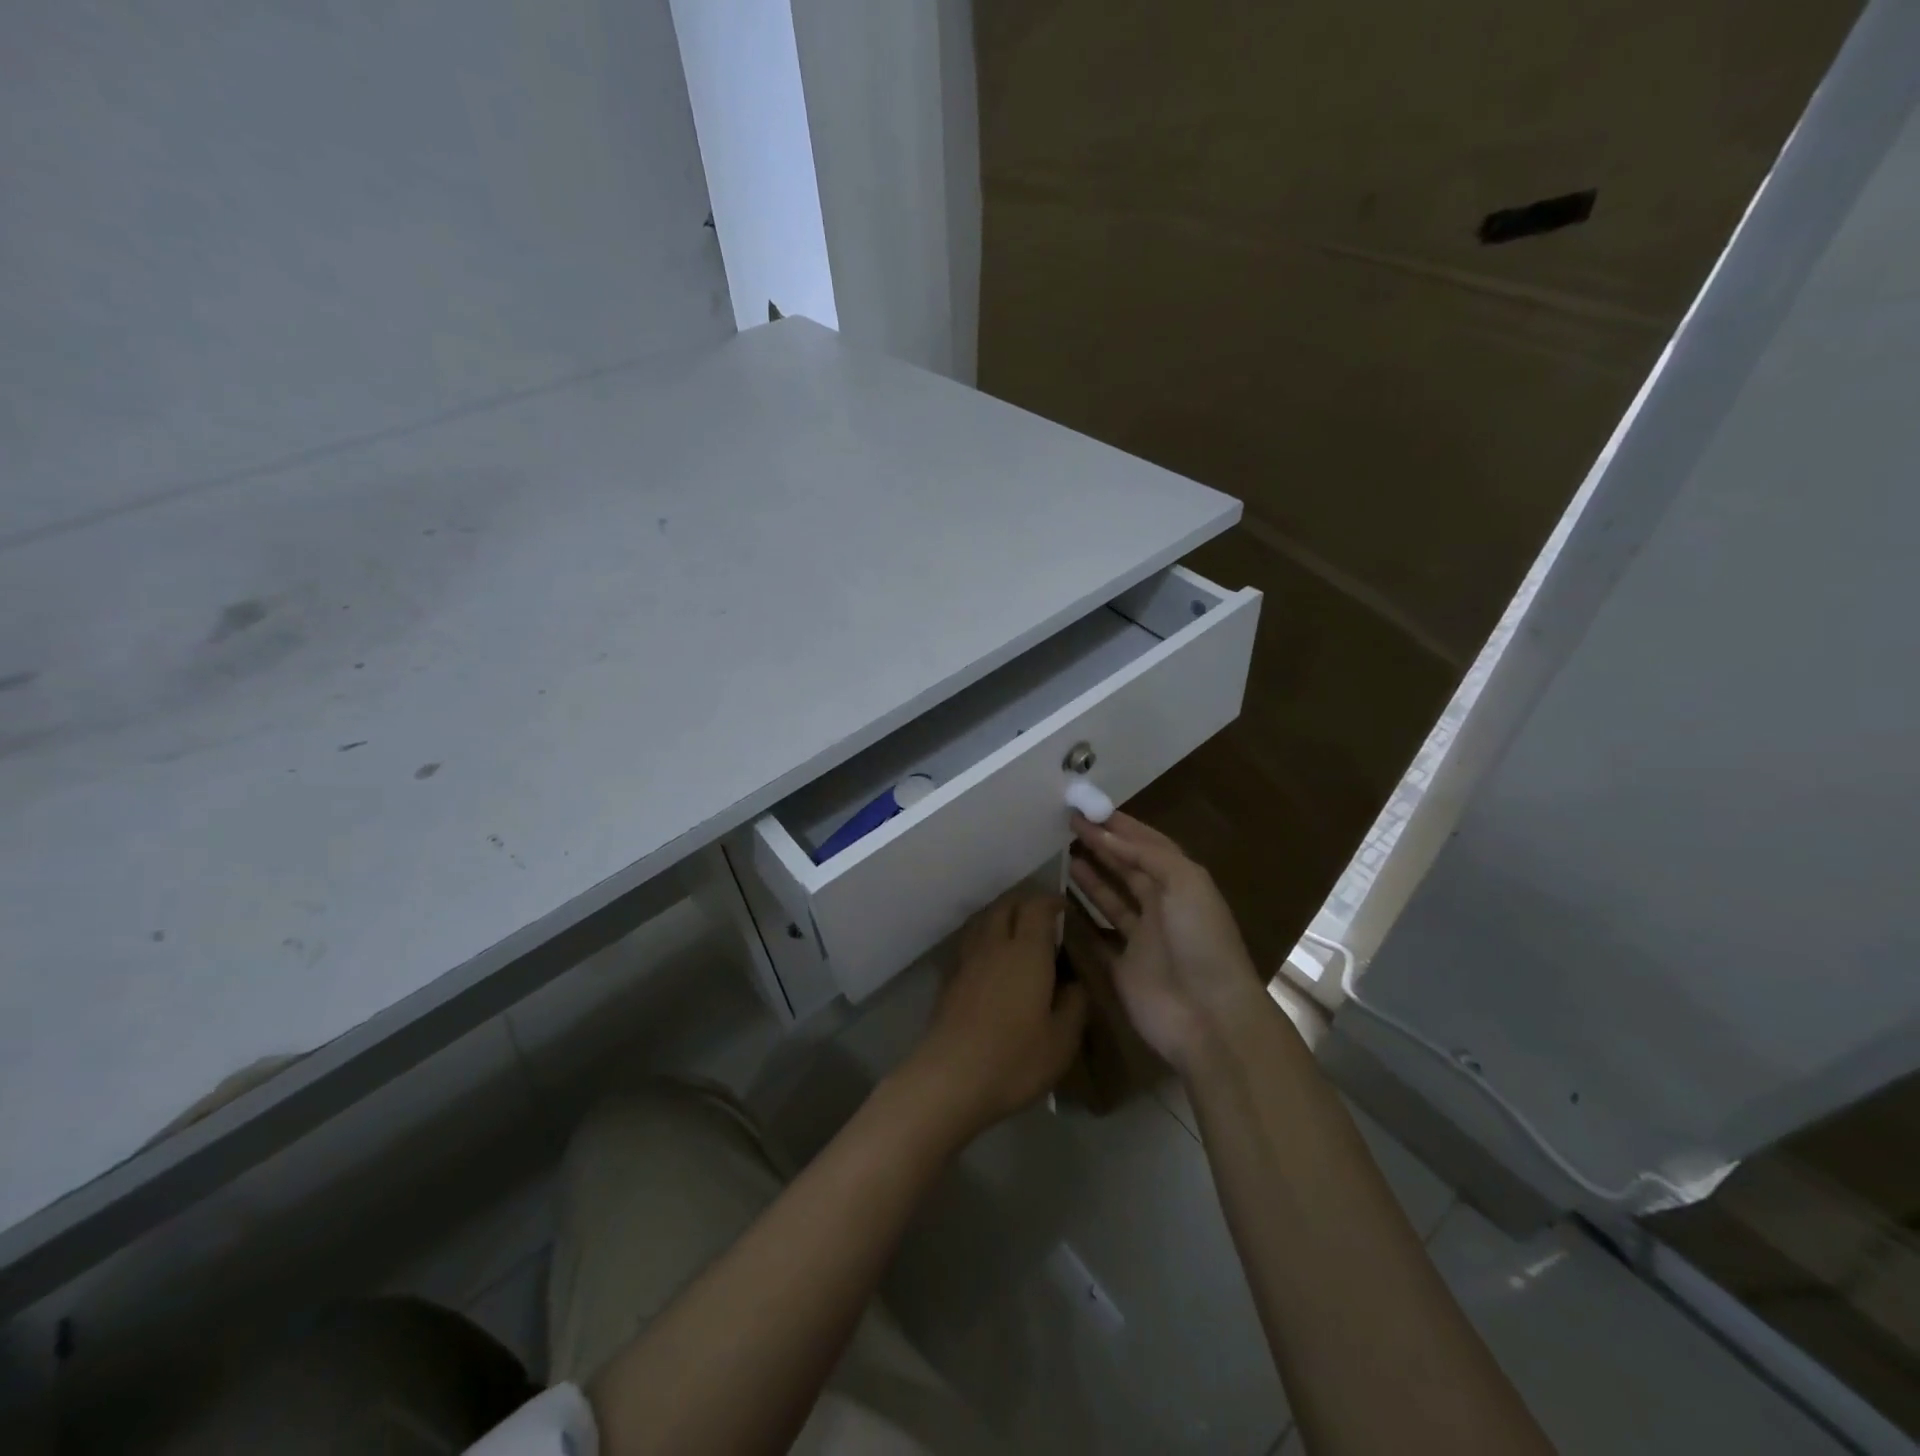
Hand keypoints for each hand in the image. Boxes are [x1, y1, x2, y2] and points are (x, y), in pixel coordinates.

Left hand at [896, 892, 1089, 1143]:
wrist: (949, 1079)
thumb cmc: (1014, 1058)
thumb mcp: (1062, 1040)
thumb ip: (1074, 1004)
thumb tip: (1075, 983)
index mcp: (1026, 952)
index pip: (1037, 907)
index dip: (1051, 901)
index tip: (1065, 908)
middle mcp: (993, 945)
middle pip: (1005, 905)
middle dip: (1025, 903)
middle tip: (1043, 918)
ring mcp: (966, 960)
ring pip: (983, 920)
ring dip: (1001, 916)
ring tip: (1015, 933)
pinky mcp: (949, 979)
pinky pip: (969, 943)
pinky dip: (983, 938)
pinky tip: (990, 960)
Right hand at [1068, 812, 1262, 1073]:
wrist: (1209, 1016)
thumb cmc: (1201, 941)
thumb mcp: (1185, 882)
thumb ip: (1147, 854)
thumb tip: (1105, 834)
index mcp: (1181, 883)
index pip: (1147, 845)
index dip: (1120, 827)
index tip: (1087, 808)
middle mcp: (1162, 906)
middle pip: (1127, 869)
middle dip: (1101, 846)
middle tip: (1066, 825)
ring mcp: (1141, 939)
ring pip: (1110, 899)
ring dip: (1089, 877)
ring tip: (1060, 854)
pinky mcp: (1122, 968)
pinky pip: (1096, 937)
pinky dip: (1079, 921)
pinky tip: (1057, 903)